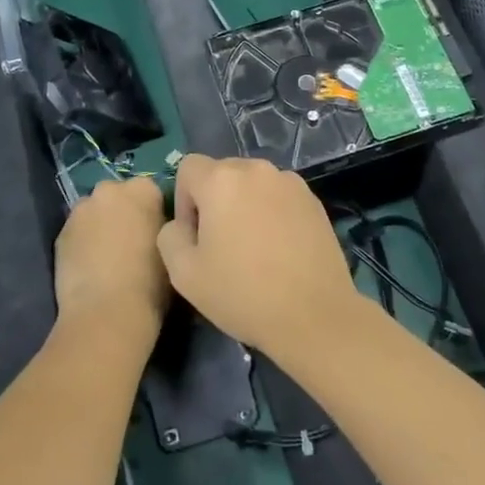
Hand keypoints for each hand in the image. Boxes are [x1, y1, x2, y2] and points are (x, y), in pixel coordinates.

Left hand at [55, 177, 170, 349]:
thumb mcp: (170, 248)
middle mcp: (108, 190)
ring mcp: (81, 210)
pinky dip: (83, 243)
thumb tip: (152, 228)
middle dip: (123, 213)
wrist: (107, 313)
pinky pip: (77, 232)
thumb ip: (161, 227)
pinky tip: (90, 268)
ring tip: (108, 258)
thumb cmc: (151, 282)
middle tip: (131, 244)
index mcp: (142, 189)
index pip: (151, 192)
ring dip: (101, 226)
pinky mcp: (60, 233)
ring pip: (94, 213)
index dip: (153, 213)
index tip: (154, 234)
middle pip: (118, 197)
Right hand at [156, 156, 358, 358]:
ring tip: (253, 248)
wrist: (314, 316)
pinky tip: (279, 250)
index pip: (188, 168)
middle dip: (214, 201)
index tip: (194, 237)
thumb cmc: (243, 293)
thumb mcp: (183, 273)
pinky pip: (279, 196)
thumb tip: (181, 225)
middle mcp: (257, 169)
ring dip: (244, 205)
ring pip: (253, 184)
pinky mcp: (314, 200)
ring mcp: (290, 182)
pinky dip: (271, 212)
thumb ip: (169, 236)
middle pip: (222, 173)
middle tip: (221, 245)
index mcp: (222, 179)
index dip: (183, 200)